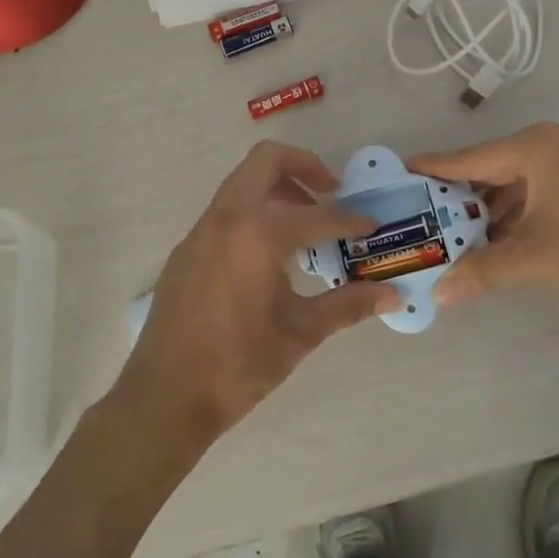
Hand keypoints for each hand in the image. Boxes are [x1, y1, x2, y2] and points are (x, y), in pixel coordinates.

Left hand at [111, 142, 400, 454]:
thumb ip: (349, 305)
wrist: (165, 397)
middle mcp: (226, 218)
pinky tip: (269, 258)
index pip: (317, 215)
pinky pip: (225, 212)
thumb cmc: (238, 365)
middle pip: (266, 160)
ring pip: (241, 183)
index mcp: (258, 233)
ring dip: (277, 190)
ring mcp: (200, 231)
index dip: (350, 220)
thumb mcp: (301, 333)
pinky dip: (253, 214)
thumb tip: (394, 295)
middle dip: (304, 166)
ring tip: (305, 228)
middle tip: (331, 193)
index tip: (371, 227)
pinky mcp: (186, 249)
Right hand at [412, 122, 558, 309]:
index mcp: (535, 147)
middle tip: (422, 215)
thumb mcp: (534, 259)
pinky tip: (494, 237)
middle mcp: (550, 142)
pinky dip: (513, 211)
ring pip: (513, 180)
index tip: (398, 172)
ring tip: (453, 234)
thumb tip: (438, 295)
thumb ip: (481, 271)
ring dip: (487, 208)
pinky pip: (534, 188)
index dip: (432, 169)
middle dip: (459, 196)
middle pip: (489, 167)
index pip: (469, 158)